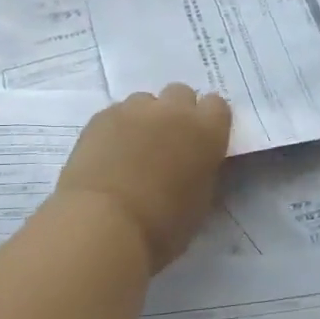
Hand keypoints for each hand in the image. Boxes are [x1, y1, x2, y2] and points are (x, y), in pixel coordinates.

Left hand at [55, 85, 231, 271]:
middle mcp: (174, 111)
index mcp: (207, 132)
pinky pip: (116, 113)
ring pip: (145, 101)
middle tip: (168, 142)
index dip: (209, 122)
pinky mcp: (101, 117)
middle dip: (177, 112)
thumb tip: (198, 163)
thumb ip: (204, 171)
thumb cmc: (163, 225)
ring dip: (146, 118)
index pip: (218, 105)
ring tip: (134, 148)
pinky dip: (117, 128)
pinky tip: (109, 154)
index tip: (201, 141)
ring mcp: (134, 110)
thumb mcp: (201, 201)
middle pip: (181, 93)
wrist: (104, 224)